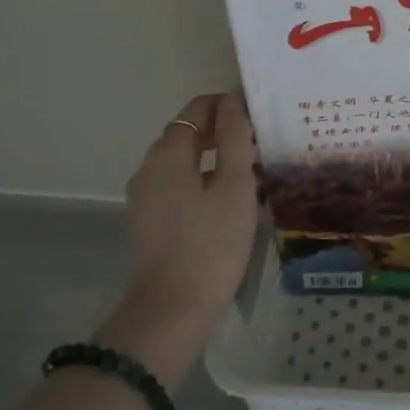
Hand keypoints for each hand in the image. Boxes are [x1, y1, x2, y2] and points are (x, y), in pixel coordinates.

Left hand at [120, 92, 260, 320]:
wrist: (172, 311)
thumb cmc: (211, 243)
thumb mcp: (234, 186)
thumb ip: (235, 138)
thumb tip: (233, 99)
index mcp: (167, 155)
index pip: (195, 110)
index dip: (227, 106)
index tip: (259, 116)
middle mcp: (149, 170)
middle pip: (188, 135)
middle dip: (224, 133)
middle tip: (262, 144)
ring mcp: (146, 198)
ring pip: (186, 163)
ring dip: (218, 160)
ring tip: (255, 173)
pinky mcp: (150, 223)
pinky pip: (180, 187)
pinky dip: (206, 183)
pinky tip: (233, 202)